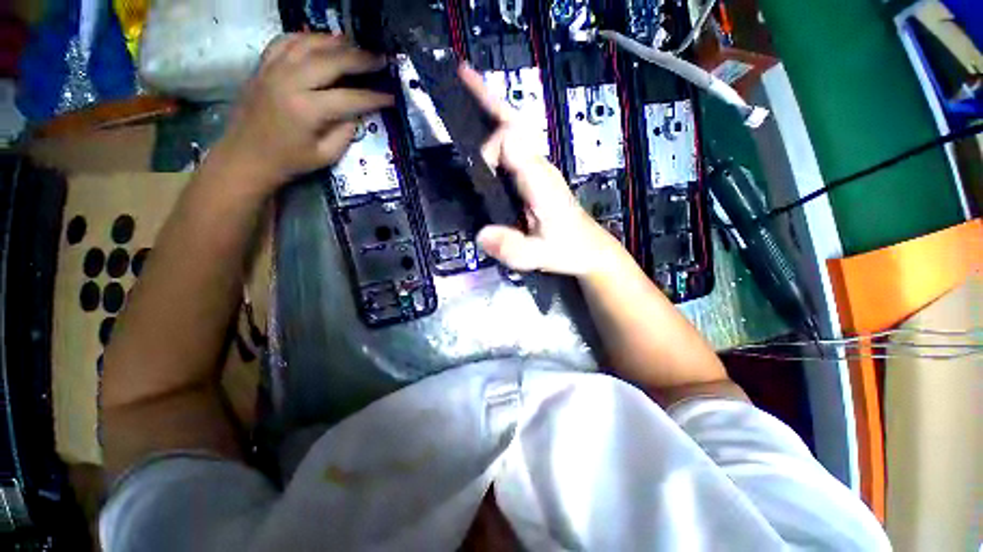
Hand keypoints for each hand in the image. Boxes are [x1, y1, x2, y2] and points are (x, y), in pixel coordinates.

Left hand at [211, 33, 393, 194]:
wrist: (246, 156)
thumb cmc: (289, 161)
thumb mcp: (326, 156)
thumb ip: (345, 133)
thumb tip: (358, 113)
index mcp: (307, 110)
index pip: (350, 97)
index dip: (374, 97)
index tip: (391, 96)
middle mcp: (290, 82)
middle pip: (331, 61)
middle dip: (360, 59)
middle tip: (381, 59)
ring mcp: (273, 69)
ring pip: (308, 43)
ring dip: (335, 42)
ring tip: (356, 45)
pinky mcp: (262, 66)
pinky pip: (285, 41)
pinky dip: (305, 37)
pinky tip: (320, 41)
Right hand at [458, 66, 619, 276]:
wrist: (590, 249)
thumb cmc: (568, 249)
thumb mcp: (538, 255)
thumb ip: (512, 247)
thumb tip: (480, 235)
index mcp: (540, 179)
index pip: (511, 140)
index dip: (489, 148)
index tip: (480, 173)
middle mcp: (539, 167)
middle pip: (514, 123)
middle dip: (488, 99)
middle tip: (462, 75)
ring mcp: (538, 170)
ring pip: (514, 132)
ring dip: (491, 111)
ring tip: (466, 92)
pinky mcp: (535, 177)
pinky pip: (513, 149)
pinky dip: (496, 135)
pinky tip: (483, 135)